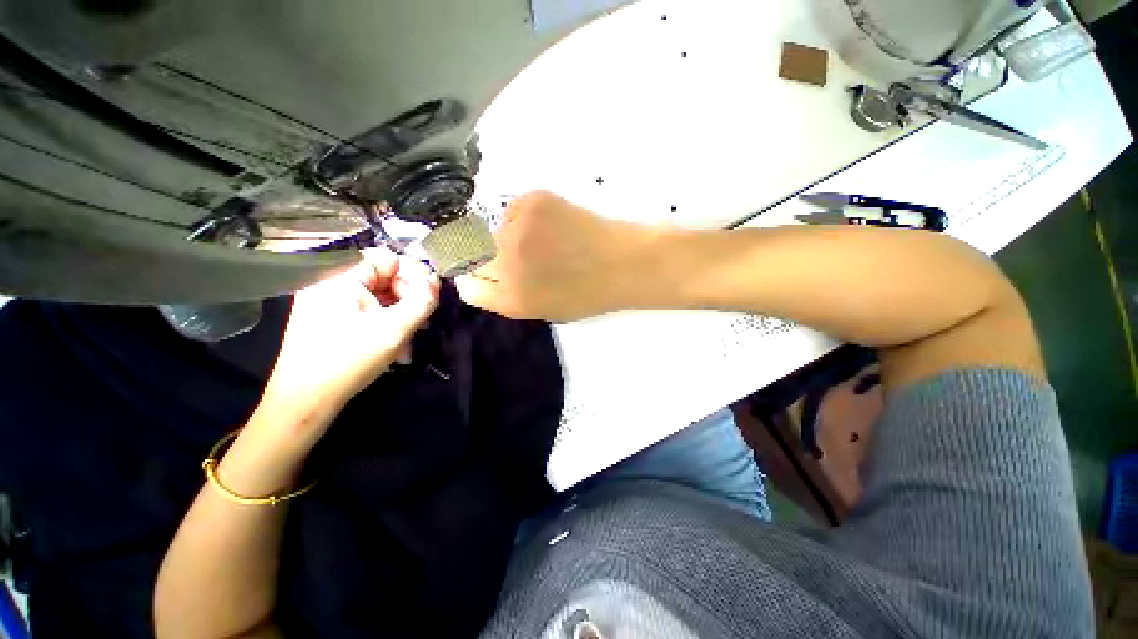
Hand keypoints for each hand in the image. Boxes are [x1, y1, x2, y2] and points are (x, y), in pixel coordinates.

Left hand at [258, 248, 439, 434]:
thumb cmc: (346, 362)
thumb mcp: (393, 331)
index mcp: (342, 271)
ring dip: (391, 320)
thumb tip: (434, 283)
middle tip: (421, 328)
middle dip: (403, 303)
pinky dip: (371, 328)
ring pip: (366, 300)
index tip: (429, 303)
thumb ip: (421, 302)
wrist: (303, 399)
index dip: (413, 277)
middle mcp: (328, 278)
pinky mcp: (315, 321)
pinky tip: (384, 352)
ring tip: (405, 349)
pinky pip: (351, 314)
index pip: (389, 258)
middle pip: (378, 278)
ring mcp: (319, 300)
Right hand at [455, 191, 653, 321]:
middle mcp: (505, 263)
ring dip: (510, 233)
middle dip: (487, 255)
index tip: (483, 272)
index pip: (466, 286)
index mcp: (509, 298)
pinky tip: (553, 222)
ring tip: (546, 239)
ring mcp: (517, 229)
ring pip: (494, 229)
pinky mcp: (531, 202)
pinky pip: (513, 209)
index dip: (473, 278)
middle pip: (471, 254)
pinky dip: (526, 215)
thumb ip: (507, 298)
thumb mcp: (544, 311)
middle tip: (516, 252)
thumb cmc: (590, 292)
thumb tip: (481, 277)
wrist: (627, 261)